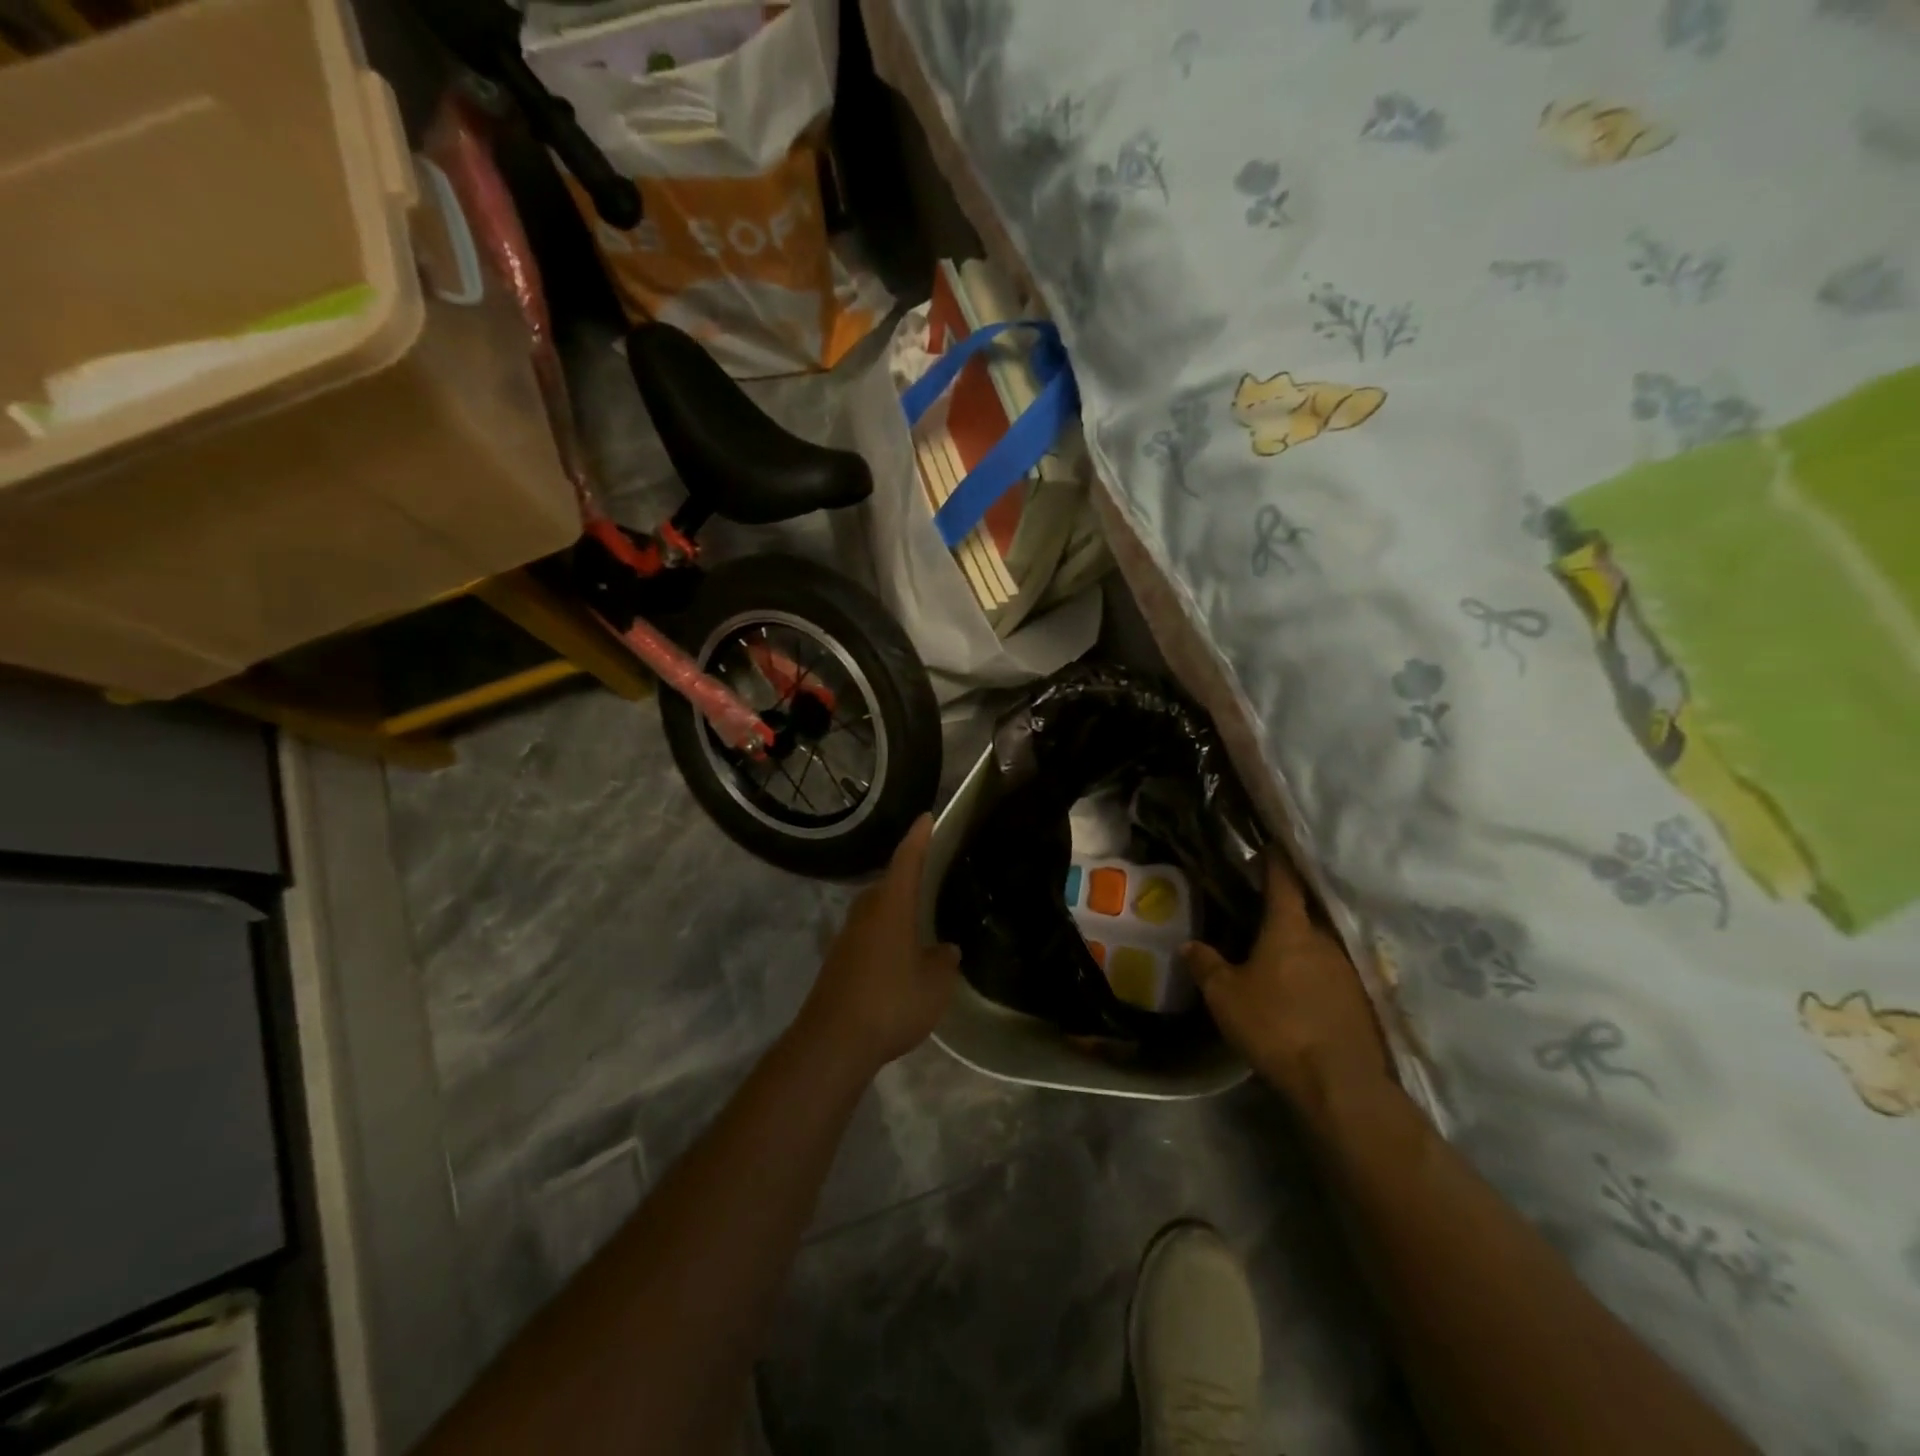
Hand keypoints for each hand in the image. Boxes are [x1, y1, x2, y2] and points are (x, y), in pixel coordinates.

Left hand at [797, 814, 960, 1077]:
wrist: (833, 1041)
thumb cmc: (891, 1002)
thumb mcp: (934, 984)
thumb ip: (944, 962)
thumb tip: (946, 949)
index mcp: (891, 906)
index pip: (906, 860)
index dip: (918, 838)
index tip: (926, 817)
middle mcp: (866, 912)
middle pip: (888, 884)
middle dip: (908, 876)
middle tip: (932, 874)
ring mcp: (848, 936)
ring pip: (877, 910)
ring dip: (896, 908)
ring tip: (921, 915)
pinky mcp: (839, 960)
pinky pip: (869, 933)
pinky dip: (886, 933)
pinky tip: (900, 952)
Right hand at [1183, 852, 1391, 1113]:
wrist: (1339, 1081)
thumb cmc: (1276, 1025)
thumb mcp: (1225, 996)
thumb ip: (1206, 965)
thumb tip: (1188, 945)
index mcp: (1290, 929)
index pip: (1283, 882)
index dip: (1274, 861)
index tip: (1268, 845)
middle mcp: (1325, 940)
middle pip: (1307, 911)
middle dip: (1289, 905)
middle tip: (1265, 904)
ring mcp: (1349, 969)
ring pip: (1322, 943)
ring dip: (1304, 942)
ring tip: (1282, 950)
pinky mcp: (1362, 1000)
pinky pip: (1334, 972)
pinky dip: (1318, 971)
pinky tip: (1304, 987)